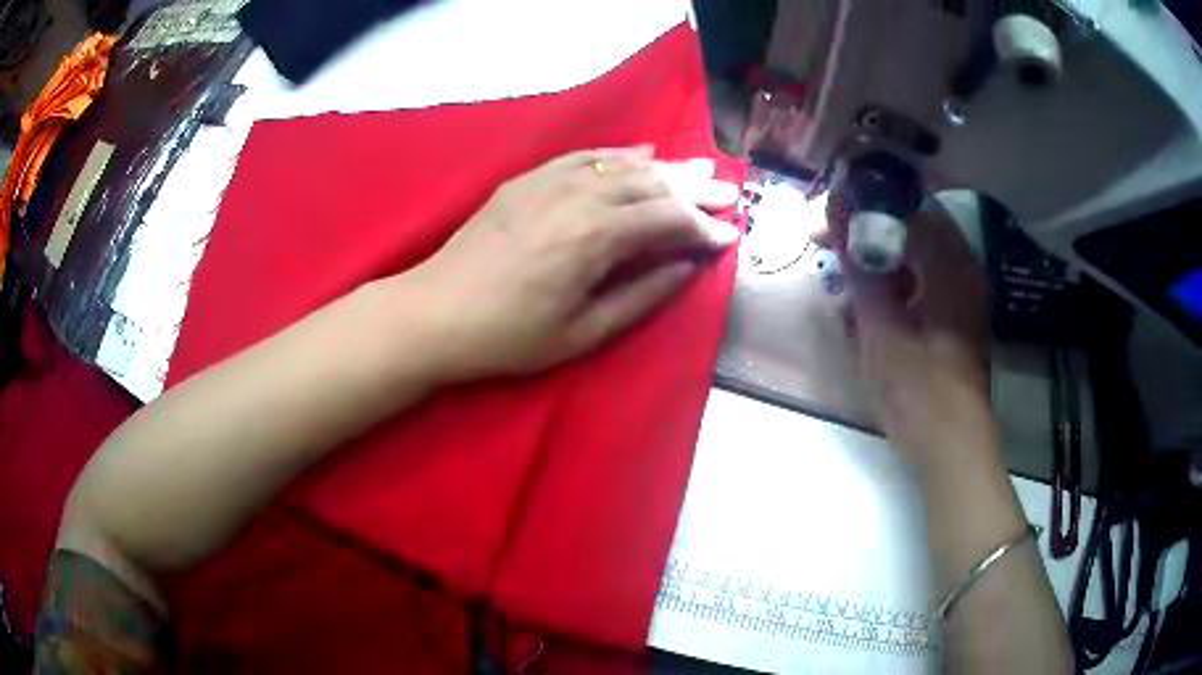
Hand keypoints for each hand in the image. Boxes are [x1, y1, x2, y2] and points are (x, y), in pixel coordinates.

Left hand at [396, 145, 739, 379]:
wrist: (436, 311)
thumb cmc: (510, 334)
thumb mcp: (584, 331)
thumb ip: (644, 294)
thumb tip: (688, 266)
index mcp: (596, 237)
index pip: (668, 220)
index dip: (704, 227)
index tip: (731, 234)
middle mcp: (579, 196)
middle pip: (651, 184)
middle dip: (694, 190)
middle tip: (728, 192)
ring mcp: (550, 181)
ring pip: (621, 166)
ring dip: (664, 167)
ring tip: (697, 169)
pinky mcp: (527, 179)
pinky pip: (583, 157)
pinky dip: (617, 154)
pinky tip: (640, 153)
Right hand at [817, 199, 991, 466]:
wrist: (952, 448)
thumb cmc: (919, 389)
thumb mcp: (881, 330)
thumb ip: (861, 271)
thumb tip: (839, 221)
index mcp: (950, 265)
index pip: (906, 208)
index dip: (864, 205)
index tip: (828, 215)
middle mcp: (963, 270)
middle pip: (913, 229)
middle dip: (869, 231)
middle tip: (831, 243)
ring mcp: (963, 297)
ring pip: (917, 258)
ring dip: (880, 261)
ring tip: (845, 278)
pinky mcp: (957, 321)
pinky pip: (923, 286)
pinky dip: (895, 288)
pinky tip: (868, 308)